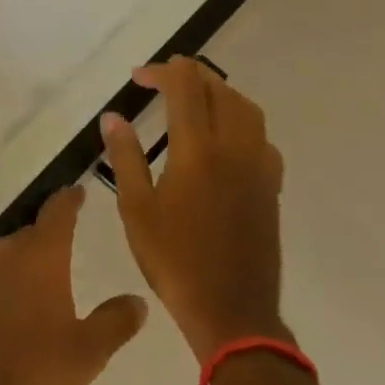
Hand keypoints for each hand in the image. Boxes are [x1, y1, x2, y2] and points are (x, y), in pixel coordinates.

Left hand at [0, 186, 145, 384]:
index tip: (78, 191)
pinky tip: (12, 310)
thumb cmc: (33, 369)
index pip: (58, 212)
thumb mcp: (87, 351)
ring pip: (7, 257)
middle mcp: (6, 254)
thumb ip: (114, 323)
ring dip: (25, 263)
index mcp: (40, 256)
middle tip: (67, 245)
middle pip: (31, 233)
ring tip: (42, 281)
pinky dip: (4, 287)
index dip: (70, 200)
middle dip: (48, 237)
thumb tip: (138, 301)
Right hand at [101, 59, 287, 364]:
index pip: (187, 85)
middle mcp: (234, 148)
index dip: (161, 71)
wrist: (233, 313)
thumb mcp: (135, 209)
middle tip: (158, 82)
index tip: (137, 78)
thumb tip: (113, 116)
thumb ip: (125, 156)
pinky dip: (238, 120)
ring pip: (245, 107)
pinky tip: (220, 139)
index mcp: (198, 150)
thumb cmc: (175, 261)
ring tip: (190, 100)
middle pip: (219, 88)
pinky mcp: (271, 186)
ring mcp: (259, 166)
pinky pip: (260, 135)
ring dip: (217, 92)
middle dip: (187, 75)